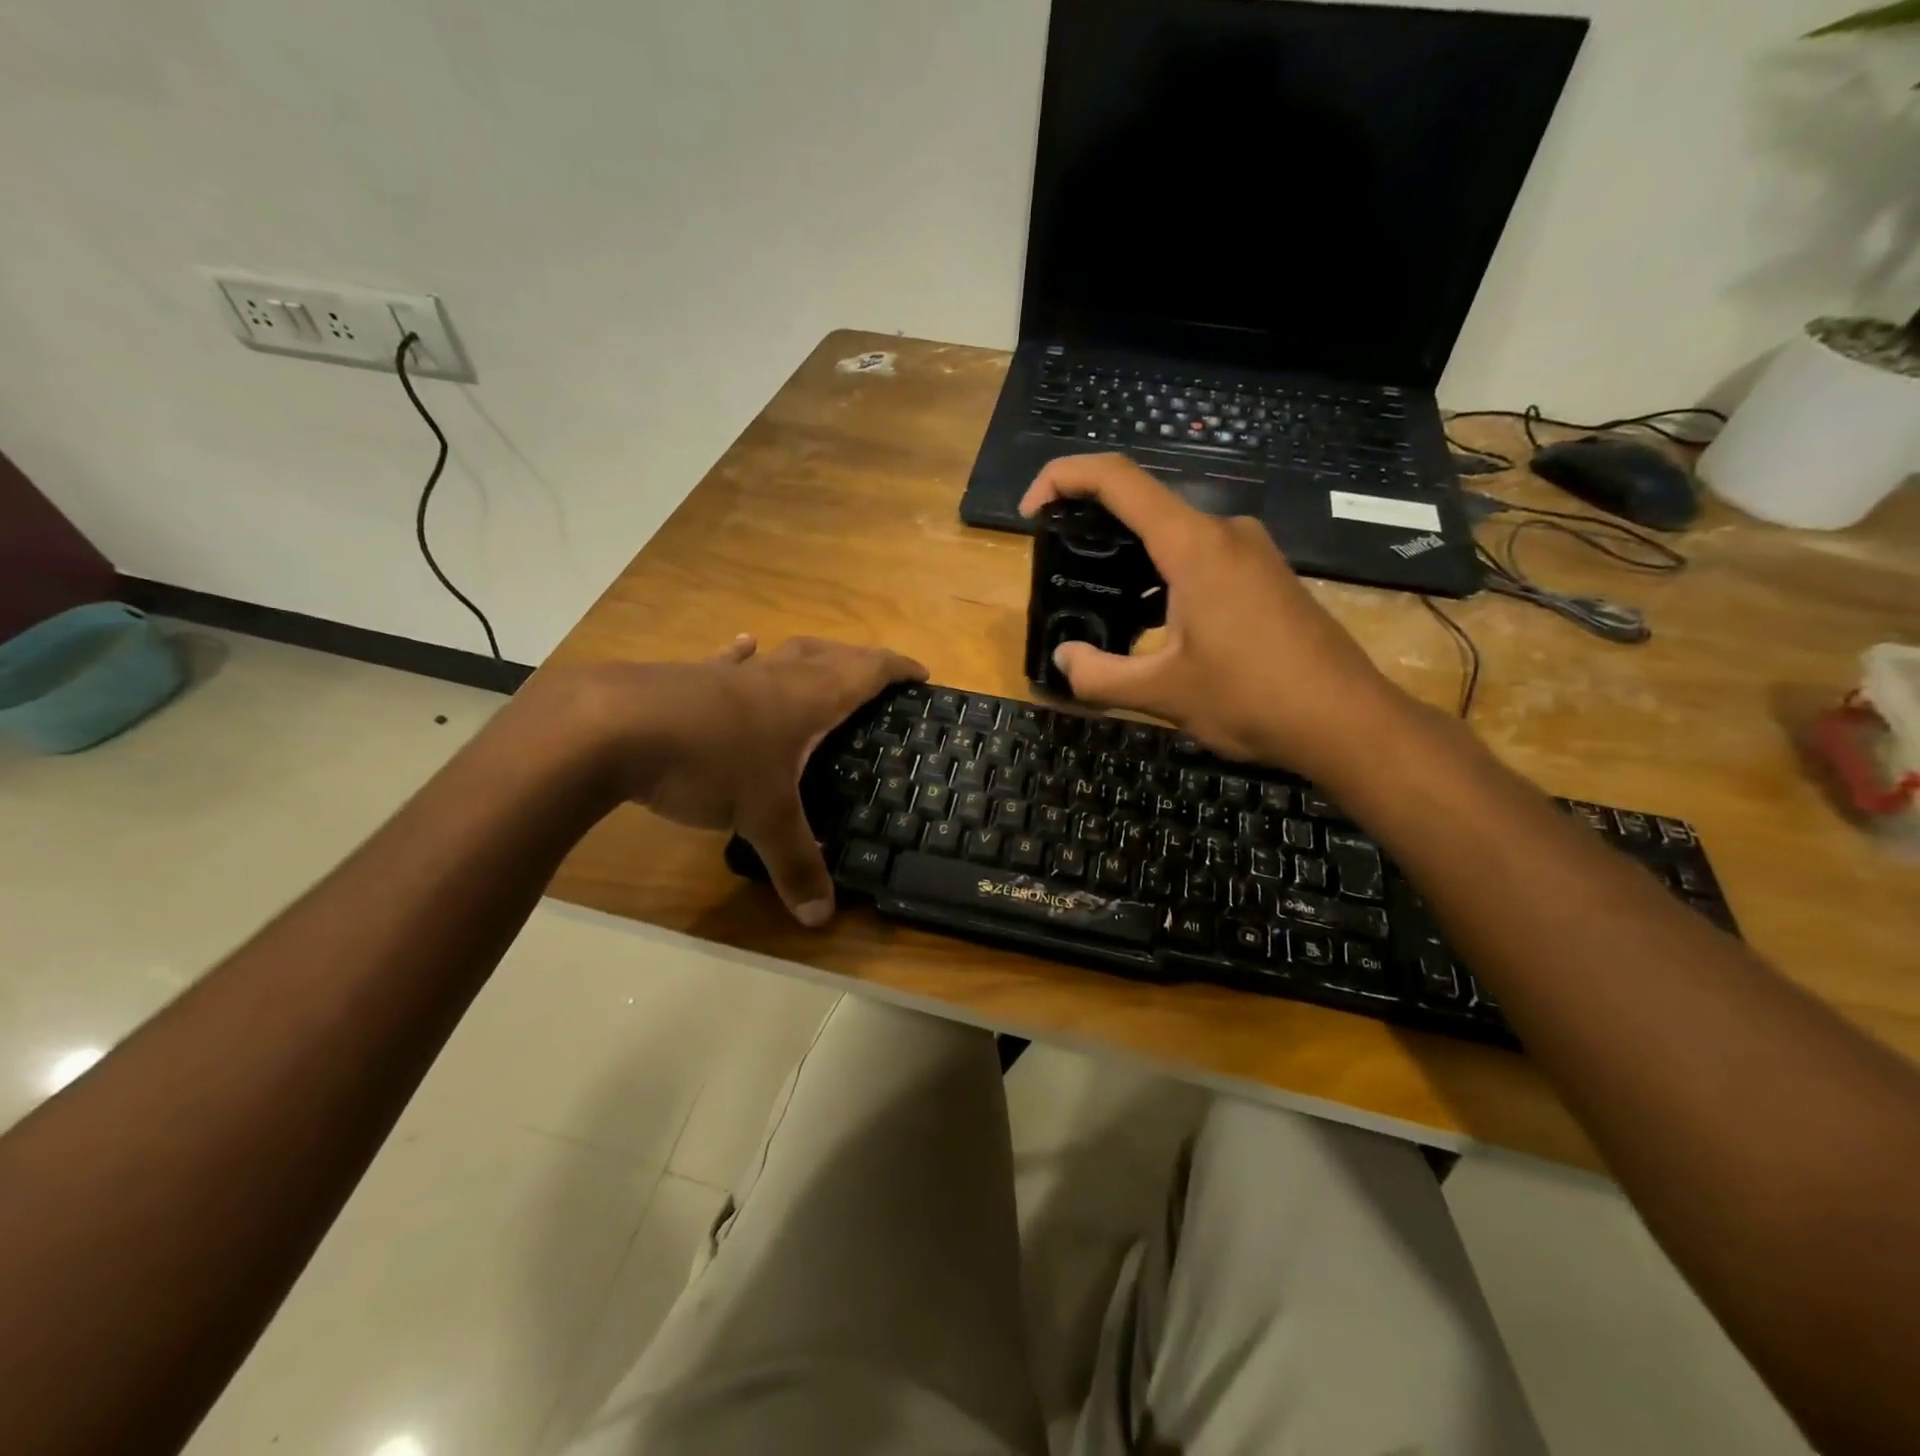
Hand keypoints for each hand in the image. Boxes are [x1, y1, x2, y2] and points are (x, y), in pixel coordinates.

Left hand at [545, 636, 925, 925]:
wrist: (610, 727)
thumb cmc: (708, 763)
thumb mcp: (761, 818)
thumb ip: (795, 865)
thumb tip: (821, 919)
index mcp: (808, 699)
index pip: (866, 672)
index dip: (896, 669)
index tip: (920, 673)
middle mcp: (775, 677)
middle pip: (829, 655)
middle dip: (860, 660)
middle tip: (879, 674)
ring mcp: (730, 675)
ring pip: (782, 655)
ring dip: (809, 656)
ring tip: (822, 661)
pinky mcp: (689, 679)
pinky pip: (729, 663)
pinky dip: (743, 656)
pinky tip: (743, 646)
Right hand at [1019, 454, 1410, 779]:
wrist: (1347, 721)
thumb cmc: (1252, 699)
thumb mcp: (1162, 694)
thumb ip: (1099, 675)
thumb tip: (1064, 659)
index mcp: (1194, 546)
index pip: (1117, 478)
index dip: (1063, 478)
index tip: (1031, 511)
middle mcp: (1224, 533)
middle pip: (1144, 505)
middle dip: (1093, 528)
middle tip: (1061, 571)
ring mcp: (1251, 552)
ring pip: (1173, 537)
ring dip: (1130, 561)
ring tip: (1101, 605)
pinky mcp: (1265, 577)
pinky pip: (1200, 559)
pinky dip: (1163, 578)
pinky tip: (1152, 626)